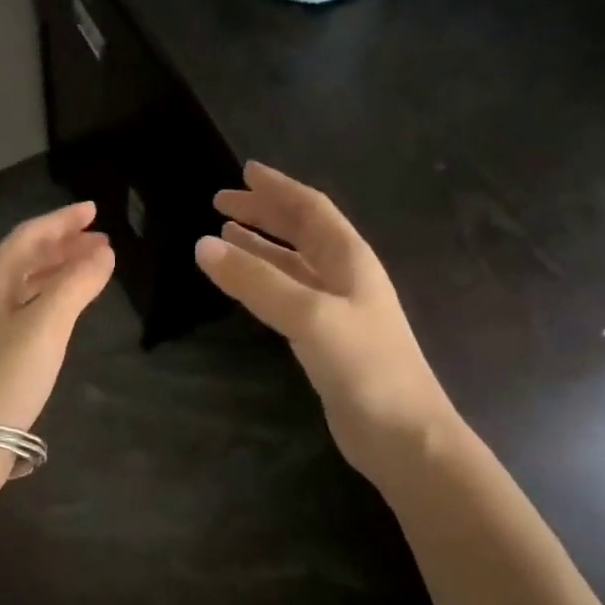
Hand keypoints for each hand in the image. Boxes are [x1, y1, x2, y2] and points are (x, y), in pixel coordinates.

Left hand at [0, 200, 114, 435]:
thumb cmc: (7, 377)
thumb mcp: (46, 326)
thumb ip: (76, 285)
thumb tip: (103, 253)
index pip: (27, 237)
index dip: (61, 221)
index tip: (94, 211)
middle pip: (24, 258)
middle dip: (63, 245)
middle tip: (101, 242)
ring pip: (25, 285)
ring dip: (57, 271)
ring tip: (92, 269)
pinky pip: (25, 309)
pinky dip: (50, 298)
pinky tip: (66, 309)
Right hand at [194, 162, 456, 483]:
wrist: (402, 433)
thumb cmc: (365, 367)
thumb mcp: (309, 315)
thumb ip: (256, 281)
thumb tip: (203, 245)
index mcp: (350, 259)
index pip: (310, 209)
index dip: (277, 188)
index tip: (244, 171)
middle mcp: (345, 277)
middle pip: (301, 232)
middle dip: (263, 214)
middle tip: (221, 203)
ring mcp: (336, 310)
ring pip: (292, 265)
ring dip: (260, 247)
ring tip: (224, 236)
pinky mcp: (324, 340)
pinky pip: (287, 296)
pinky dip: (262, 283)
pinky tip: (245, 286)